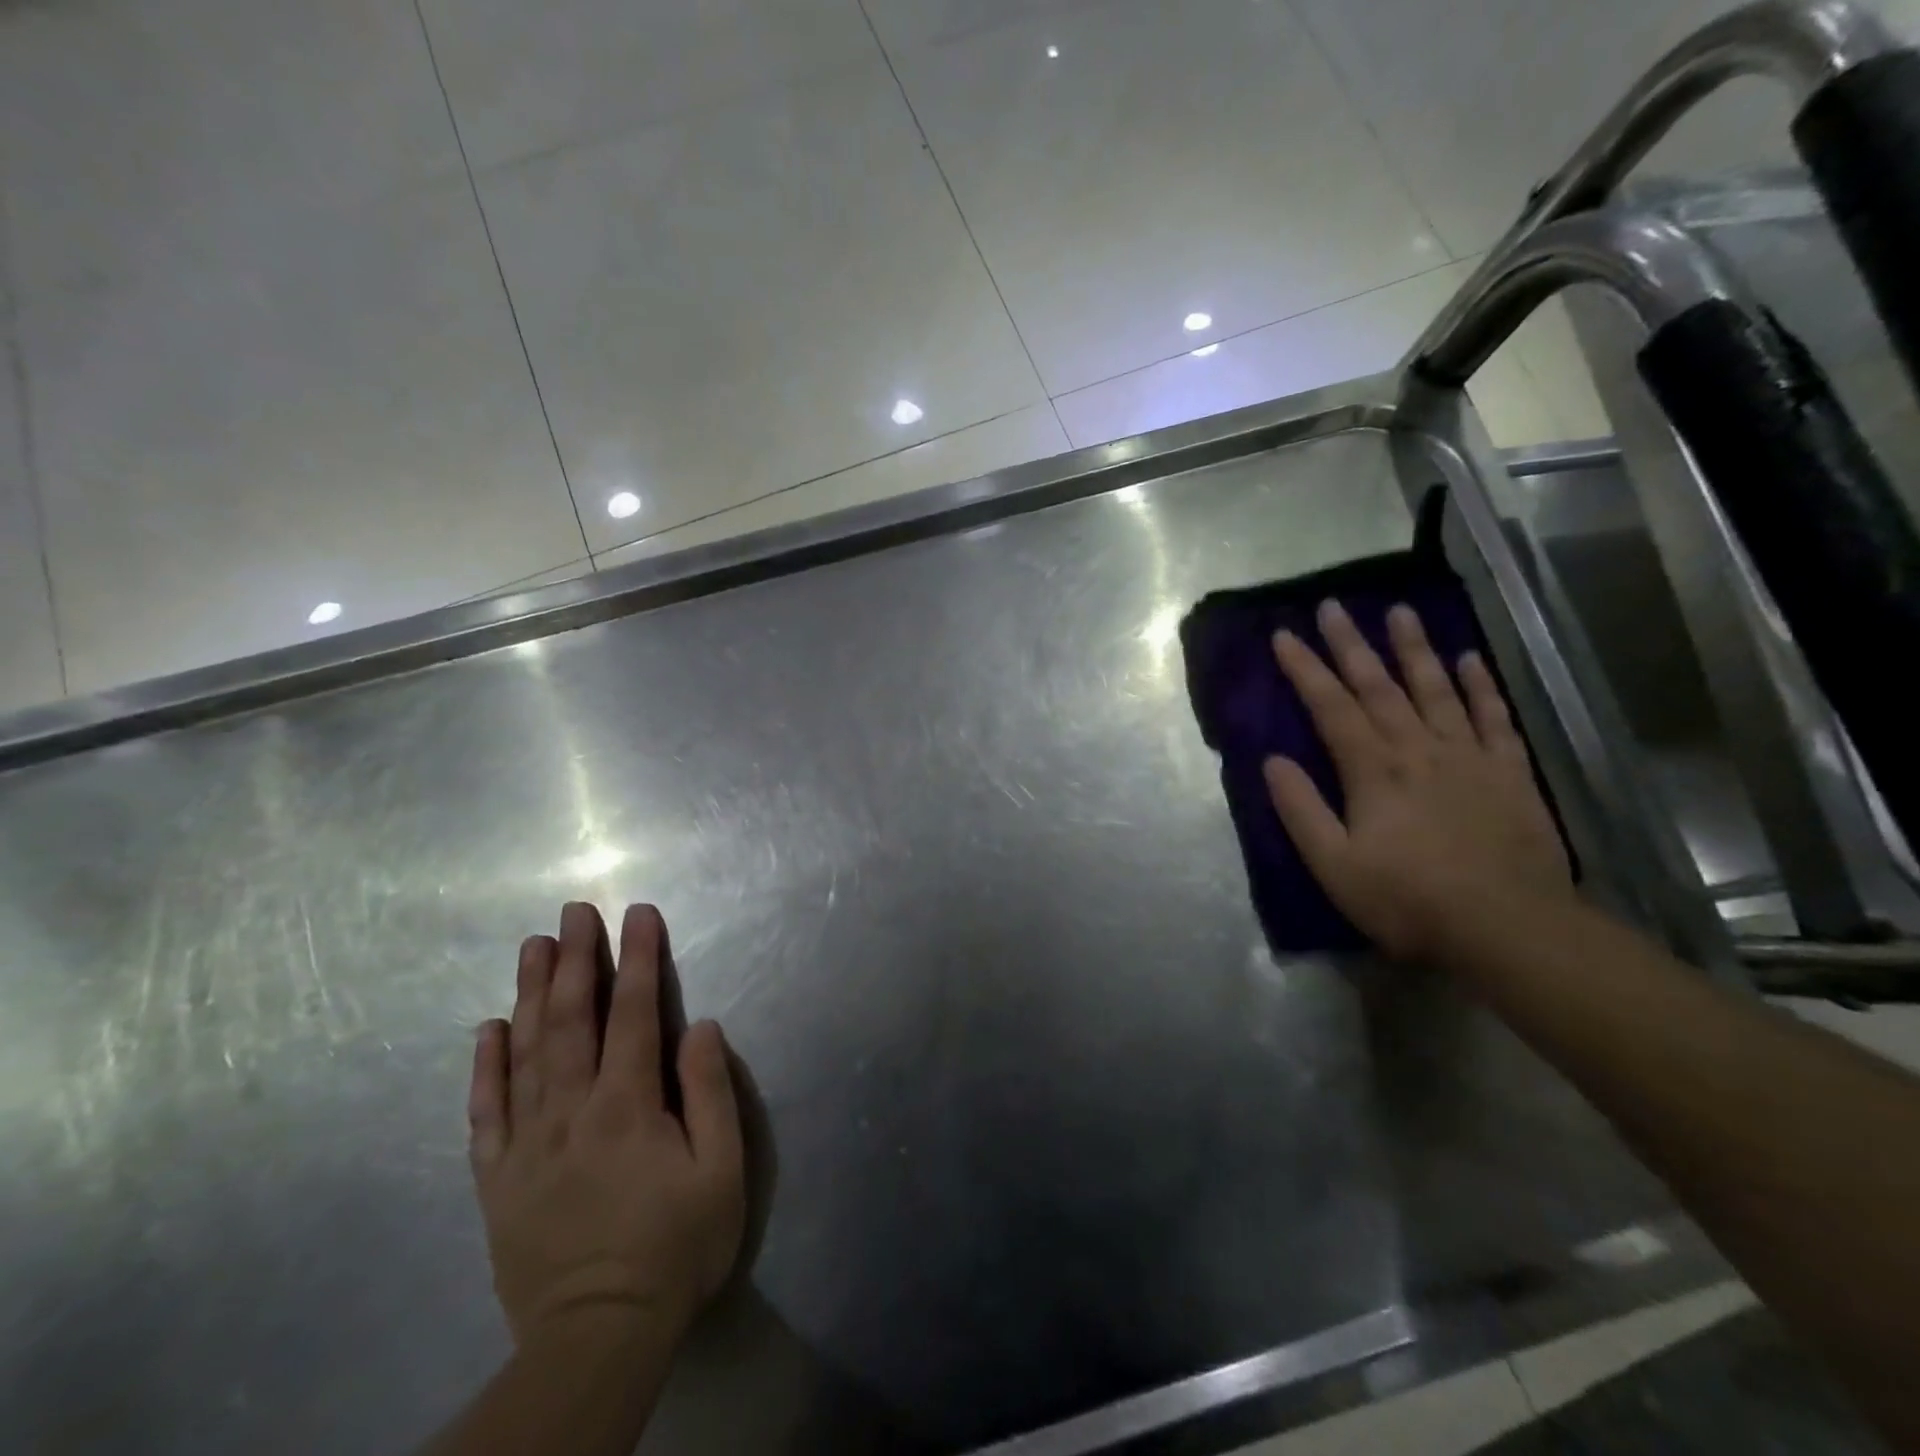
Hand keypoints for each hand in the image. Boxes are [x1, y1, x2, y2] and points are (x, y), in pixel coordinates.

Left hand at [468, 902, 745, 1346]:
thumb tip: (698, 1025)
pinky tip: (487, 1029)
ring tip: (532, 946)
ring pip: (525, 1052)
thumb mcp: (721, 1171)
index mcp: (626, 1105)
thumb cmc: (675, 1247)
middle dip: (576, 959)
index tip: (639, 913)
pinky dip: (485, 1066)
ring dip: (531, 993)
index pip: (633, 1013)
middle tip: (574, 911)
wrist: (597, 1338)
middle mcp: (570, 1111)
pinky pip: (485, 1112)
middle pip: (572, 1020)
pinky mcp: (498, 1179)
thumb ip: (709, 1093)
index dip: (639, 958)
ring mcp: (526, 1144)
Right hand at [1265, 600, 1574, 963]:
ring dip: (1414, 648)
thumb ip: (1301, 809)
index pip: (1331, 707)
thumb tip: (1272, 761)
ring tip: (1400, 611)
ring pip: (1436, 689)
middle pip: (1380, 686)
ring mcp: (1469, 756)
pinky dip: (1480, 686)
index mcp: (1372, 769)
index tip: (1284, 635)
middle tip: (1332, 606)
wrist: (1509, 928)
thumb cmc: (1408, 900)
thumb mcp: (1334, 865)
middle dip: (1351, 644)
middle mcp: (1418, 748)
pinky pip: (1493, 717)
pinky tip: (1469, 659)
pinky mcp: (1509, 772)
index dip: (1305, 669)